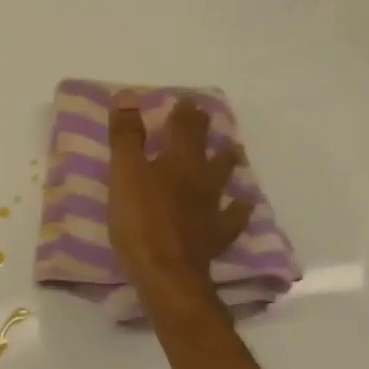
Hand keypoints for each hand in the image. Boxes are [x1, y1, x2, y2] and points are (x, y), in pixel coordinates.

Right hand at [108, 92, 252, 315]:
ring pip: (223, 177)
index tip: (186, 100)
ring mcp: (212, 207)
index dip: (184, 112)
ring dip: (226, 162)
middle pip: (205, 149)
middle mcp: (200, 178)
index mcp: (177, 161)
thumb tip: (128, 95)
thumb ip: (126, 136)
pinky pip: (233, 216)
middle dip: (203, 131)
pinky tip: (245, 204)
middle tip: (206, 118)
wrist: (166, 272)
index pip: (183, 128)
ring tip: (232, 152)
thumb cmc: (139, 220)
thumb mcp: (123, 174)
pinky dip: (239, 208)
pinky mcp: (215, 234)